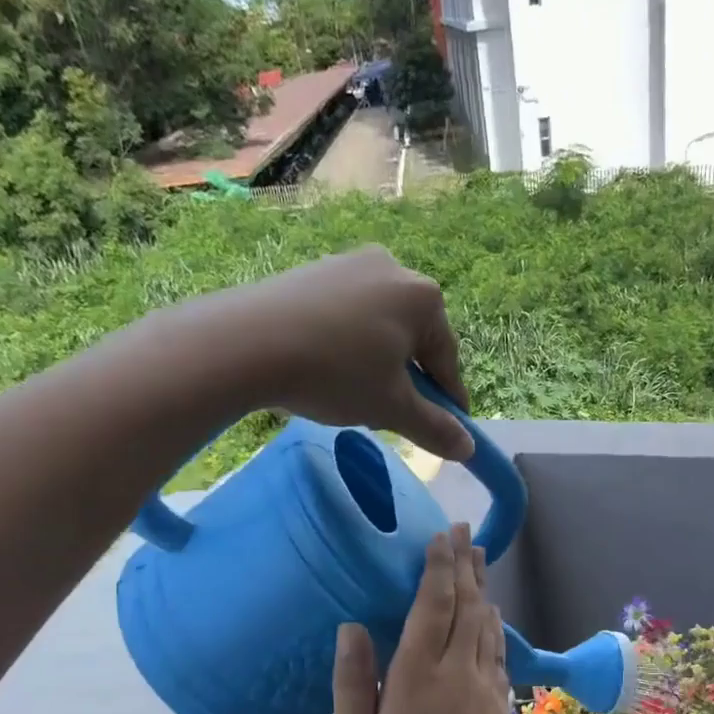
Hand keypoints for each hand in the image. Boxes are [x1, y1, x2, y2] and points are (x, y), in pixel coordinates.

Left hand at [199, 244, 473, 461]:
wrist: (244, 343)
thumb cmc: (335, 374)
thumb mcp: (392, 409)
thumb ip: (435, 428)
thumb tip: (468, 449)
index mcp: (423, 297)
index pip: (447, 359)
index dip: (448, 400)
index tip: (448, 429)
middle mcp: (393, 268)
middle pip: (414, 339)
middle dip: (408, 379)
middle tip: (391, 414)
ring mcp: (349, 264)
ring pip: (379, 327)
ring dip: (377, 363)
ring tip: (354, 394)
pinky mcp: (314, 271)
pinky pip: (346, 315)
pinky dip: (346, 345)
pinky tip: (326, 369)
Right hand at [331, 524, 523, 713]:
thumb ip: (354, 687)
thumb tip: (352, 628)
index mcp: (419, 680)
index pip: (431, 607)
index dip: (437, 568)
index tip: (440, 535)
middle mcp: (458, 673)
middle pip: (466, 606)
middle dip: (464, 564)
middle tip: (464, 530)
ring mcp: (486, 689)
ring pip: (486, 624)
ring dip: (481, 587)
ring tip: (478, 556)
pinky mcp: (501, 708)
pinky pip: (498, 652)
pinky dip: (494, 624)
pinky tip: (491, 615)